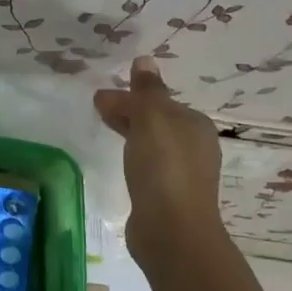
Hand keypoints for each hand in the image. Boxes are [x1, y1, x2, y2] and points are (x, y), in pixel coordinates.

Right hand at [92, 56, 226, 268]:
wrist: (172, 230)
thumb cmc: (163, 168)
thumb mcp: (152, 119)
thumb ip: (146, 91)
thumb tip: (144, 59)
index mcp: (194, 124)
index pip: (158, 100)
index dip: (129, 96)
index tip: (99, 98)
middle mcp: (194, 146)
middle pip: (156, 120)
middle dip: (129, 112)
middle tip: (97, 110)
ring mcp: (183, 173)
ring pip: (152, 142)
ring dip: (130, 133)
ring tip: (104, 131)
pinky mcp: (168, 195)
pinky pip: (148, 164)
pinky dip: (133, 156)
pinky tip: (120, 162)